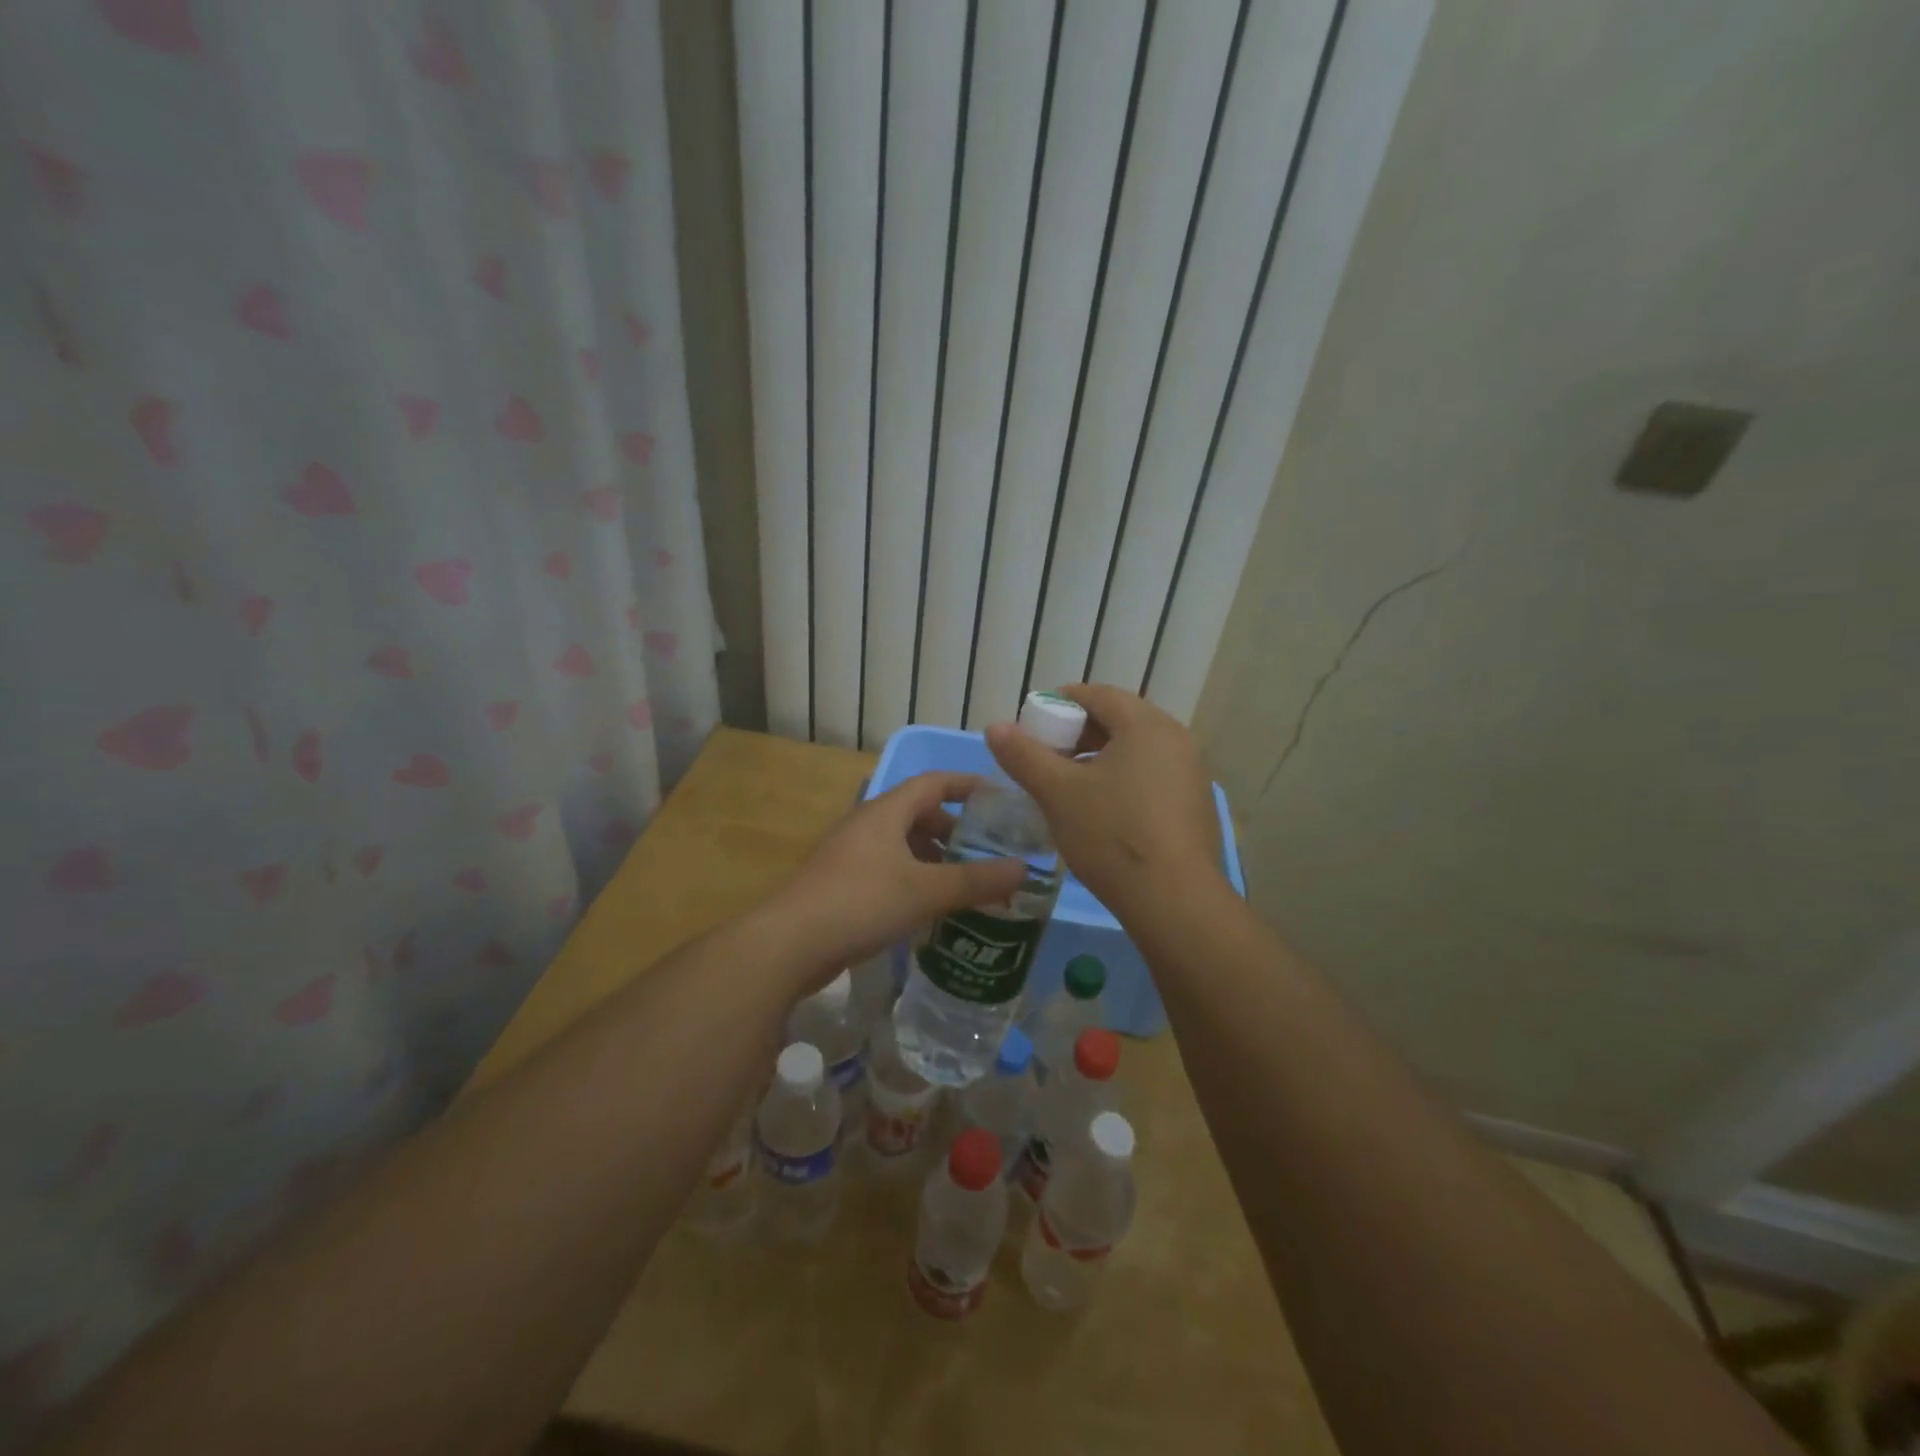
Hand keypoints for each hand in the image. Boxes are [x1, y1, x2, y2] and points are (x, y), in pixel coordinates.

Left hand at [766, 771, 1026, 985]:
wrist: (788, 945)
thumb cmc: (860, 903)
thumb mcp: (925, 891)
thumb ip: (975, 880)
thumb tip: (1024, 868)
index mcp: (886, 812)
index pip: (934, 782)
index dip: (968, 784)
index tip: (1000, 799)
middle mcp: (867, 825)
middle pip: (918, 814)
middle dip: (954, 830)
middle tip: (986, 852)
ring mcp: (850, 856)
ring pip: (902, 846)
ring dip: (934, 859)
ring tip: (964, 884)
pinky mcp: (842, 885)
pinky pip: (888, 872)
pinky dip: (914, 881)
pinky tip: (928, 910)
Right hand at [986, 684, 1223, 912]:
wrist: (1174, 901)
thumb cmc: (1112, 834)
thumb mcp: (1057, 793)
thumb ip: (1024, 755)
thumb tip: (995, 727)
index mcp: (1146, 725)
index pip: (1098, 695)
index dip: (1059, 703)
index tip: (1031, 724)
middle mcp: (1176, 740)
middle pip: (1118, 721)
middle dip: (1076, 734)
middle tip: (1045, 756)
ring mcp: (1191, 775)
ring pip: (1135, 752)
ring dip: (1097, 760)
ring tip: (1067, 786)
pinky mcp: (1194, 807)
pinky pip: (1151, 778)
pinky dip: (1121, 782)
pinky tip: (1100, 812)